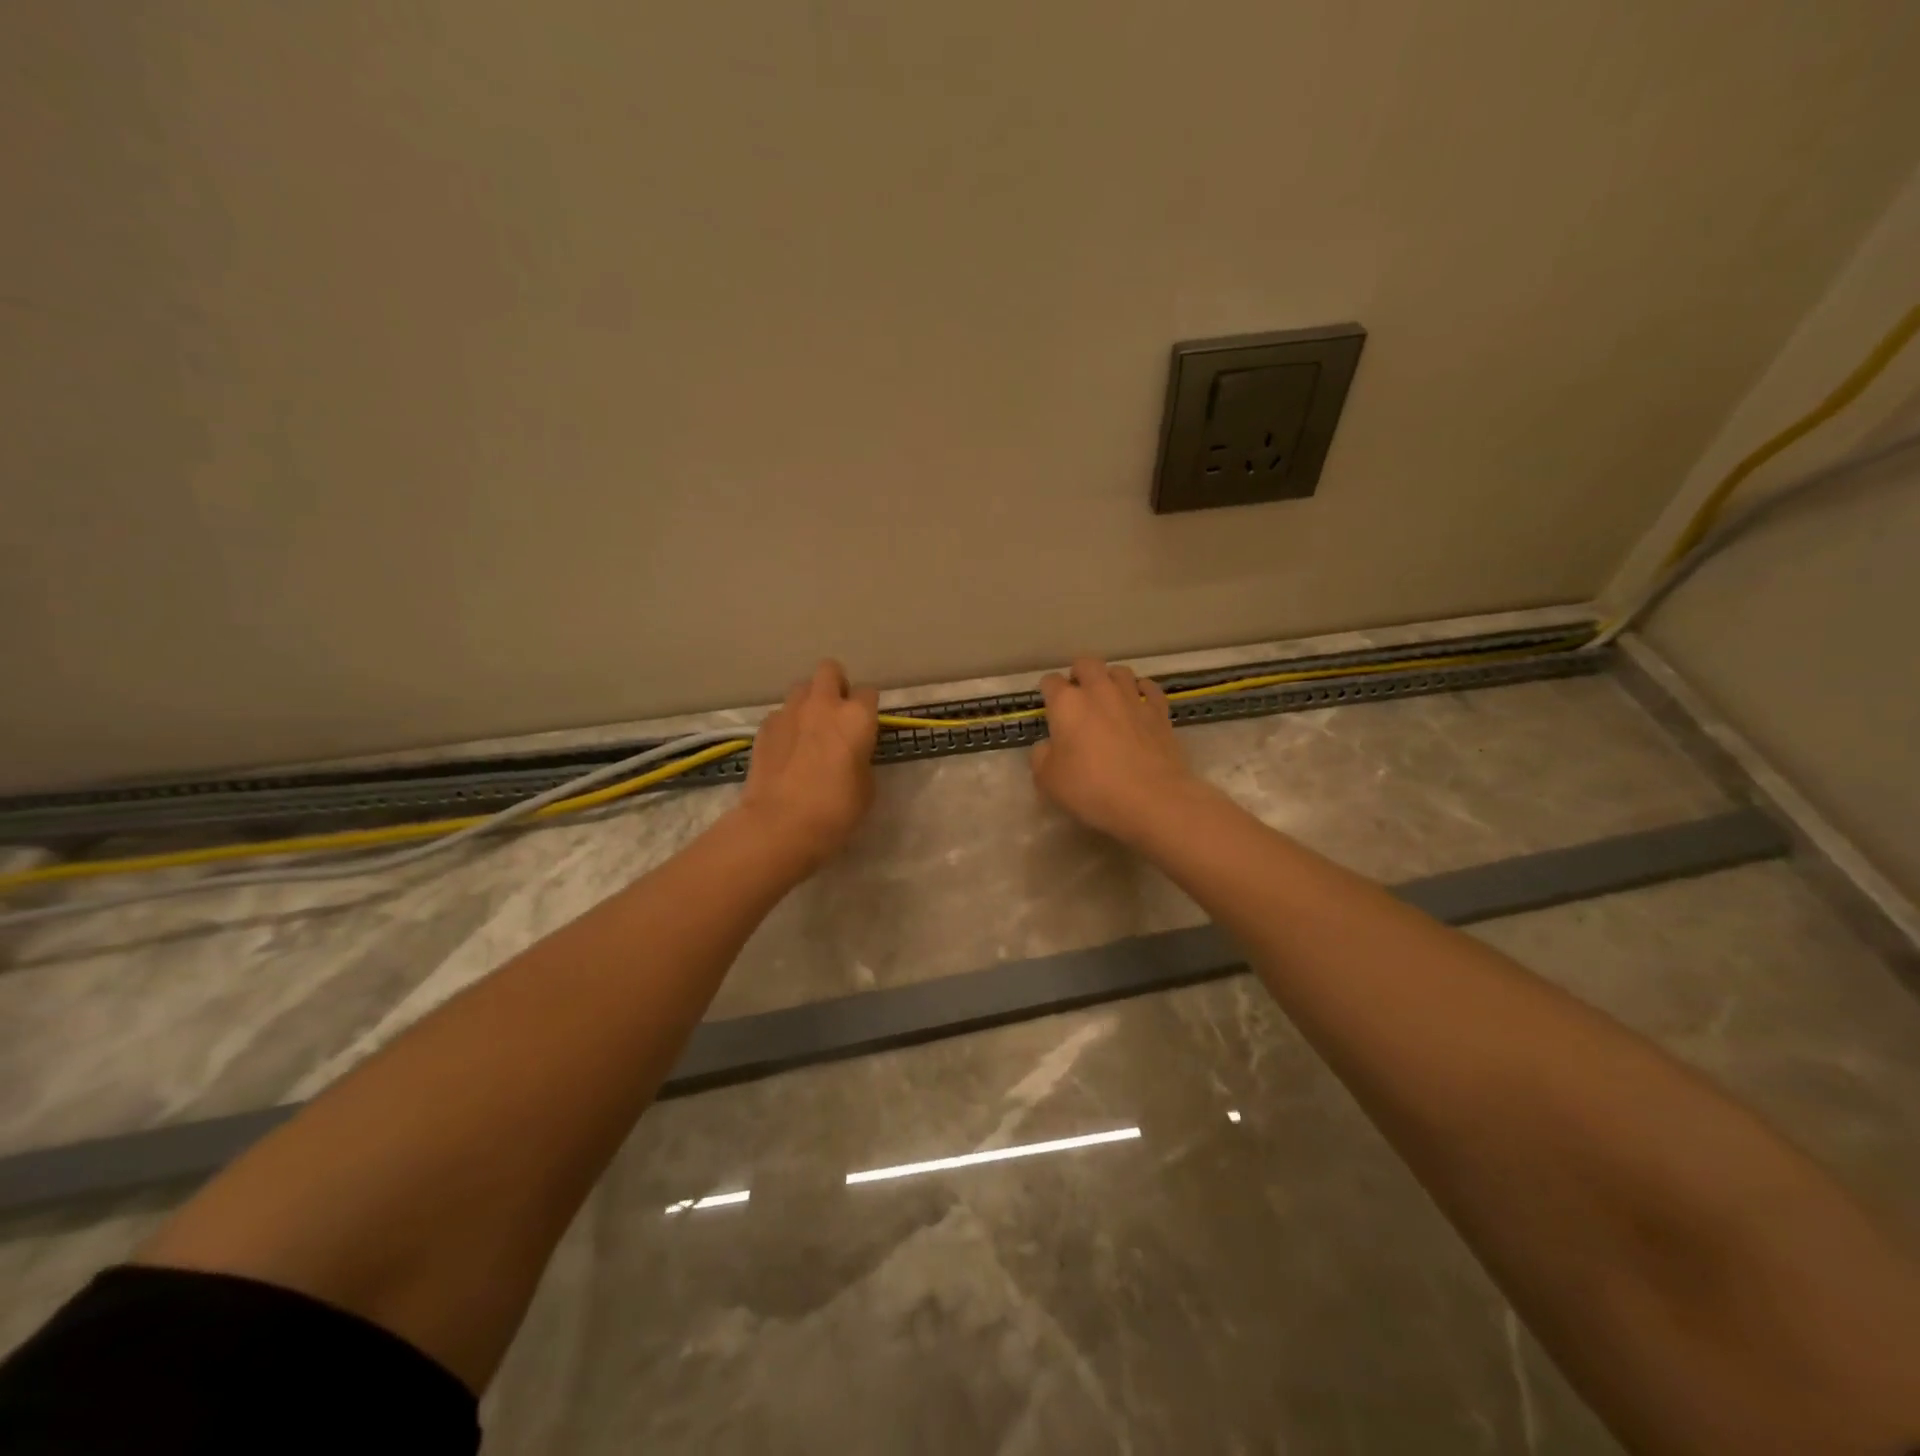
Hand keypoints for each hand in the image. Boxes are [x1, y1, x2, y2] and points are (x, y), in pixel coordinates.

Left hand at [738, 659, 879, 869]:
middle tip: (837, 714)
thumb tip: (852, 753)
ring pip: (801, 688)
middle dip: (836, 685)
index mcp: (856, 717)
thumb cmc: (835, 810)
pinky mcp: (764, 727)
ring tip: (809, 730)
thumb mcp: (866, 787)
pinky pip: (780, 714)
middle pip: (830, 670)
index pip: (869, 692)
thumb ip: (862, 758)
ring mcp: (789, 712)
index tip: (866, 728)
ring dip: (809, 702)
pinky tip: (787, 749)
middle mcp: (823, 705)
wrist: (780, 824)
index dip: (868, 709)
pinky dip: (786, 725)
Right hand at [1032, 656, 1197, 842]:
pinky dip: (1142, 690)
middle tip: (1077, 694)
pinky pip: (1150, 689)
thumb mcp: (1047, 780)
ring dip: (1110, 679)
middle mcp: (1099, 691)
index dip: (1047, 691)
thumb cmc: (1091, 788)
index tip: (1048, 705)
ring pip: (1120, 671)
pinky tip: (1140, 700)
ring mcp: (1132, 698)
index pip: (1050, 682)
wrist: (1150, 799)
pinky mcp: (1160, 712)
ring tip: (1108, 696)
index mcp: (1067, 703)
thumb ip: (1041, 756)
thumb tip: (1048, 746)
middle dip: (1079, 673)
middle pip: (1087, 664)